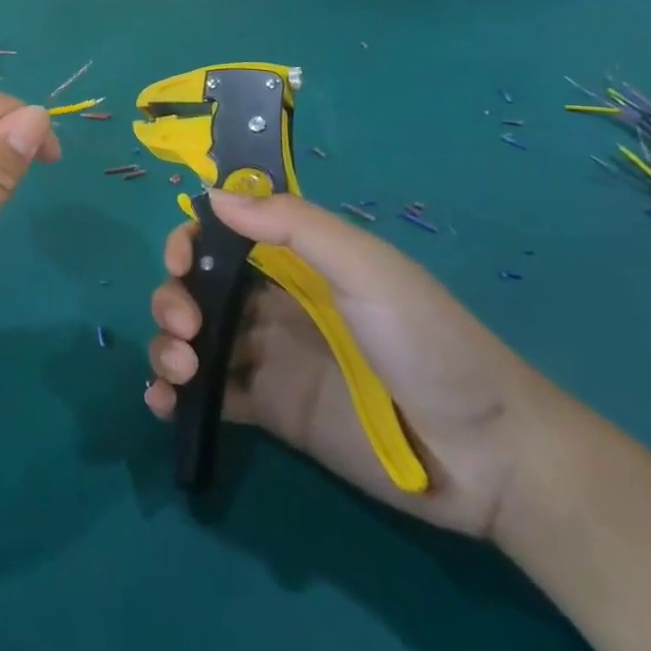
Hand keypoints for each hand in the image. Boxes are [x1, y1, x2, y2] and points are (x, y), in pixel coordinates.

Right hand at [145, 191, 556, 538]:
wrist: (487, 456)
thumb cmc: (429, 342)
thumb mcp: (368, 268)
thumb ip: (294, 226)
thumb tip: (213, 194)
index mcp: (294, 263)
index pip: (222, 237)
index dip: (190, 241)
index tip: (180, 261)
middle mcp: (271, 304)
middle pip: (196, 288)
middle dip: (172, 298)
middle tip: (185, 328)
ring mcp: (266, 359)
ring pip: (193, 339)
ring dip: (167, 346)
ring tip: (181, 371)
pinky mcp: (267, 411)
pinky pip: (208, 395)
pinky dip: (173, 394)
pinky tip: (163, 402)